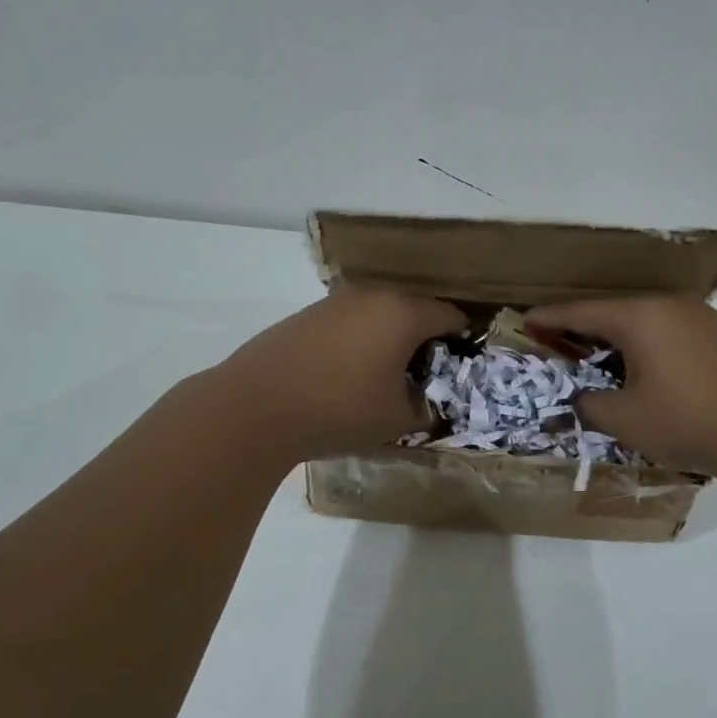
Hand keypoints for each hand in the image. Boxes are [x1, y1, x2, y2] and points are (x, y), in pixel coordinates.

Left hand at [211, 288, 465, 463]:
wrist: (254, 408)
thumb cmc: (339, 410)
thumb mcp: (397, 420)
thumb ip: (426, 410)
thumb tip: (430, 405)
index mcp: (403, 313)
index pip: (450, 315)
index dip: (463, 340)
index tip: (463, 366)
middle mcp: (371, 297)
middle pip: (413, 311)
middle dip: (424, 341)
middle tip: (424, 378)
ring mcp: (334, 303)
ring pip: (378, 316)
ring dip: (388, 340)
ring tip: (383, 379)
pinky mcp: (305, 316)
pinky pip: (348, 324)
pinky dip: (358, 343)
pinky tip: (344, 376)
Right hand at [524, 297, 716, 484]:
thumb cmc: (691, 421)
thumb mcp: (627, 420)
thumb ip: (591, 405)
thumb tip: (583, 399)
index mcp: (640, 317)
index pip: (581, 312)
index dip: (549, 318)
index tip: (526, 321)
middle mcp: (670, 307)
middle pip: (614, 313)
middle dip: (584, 330)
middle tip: (561, 346)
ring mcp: (704, 319)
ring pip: (646, 323)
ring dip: (619, 341)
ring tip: (603, 363)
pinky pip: (673, 334)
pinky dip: (650, 348)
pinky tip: (651, 374)